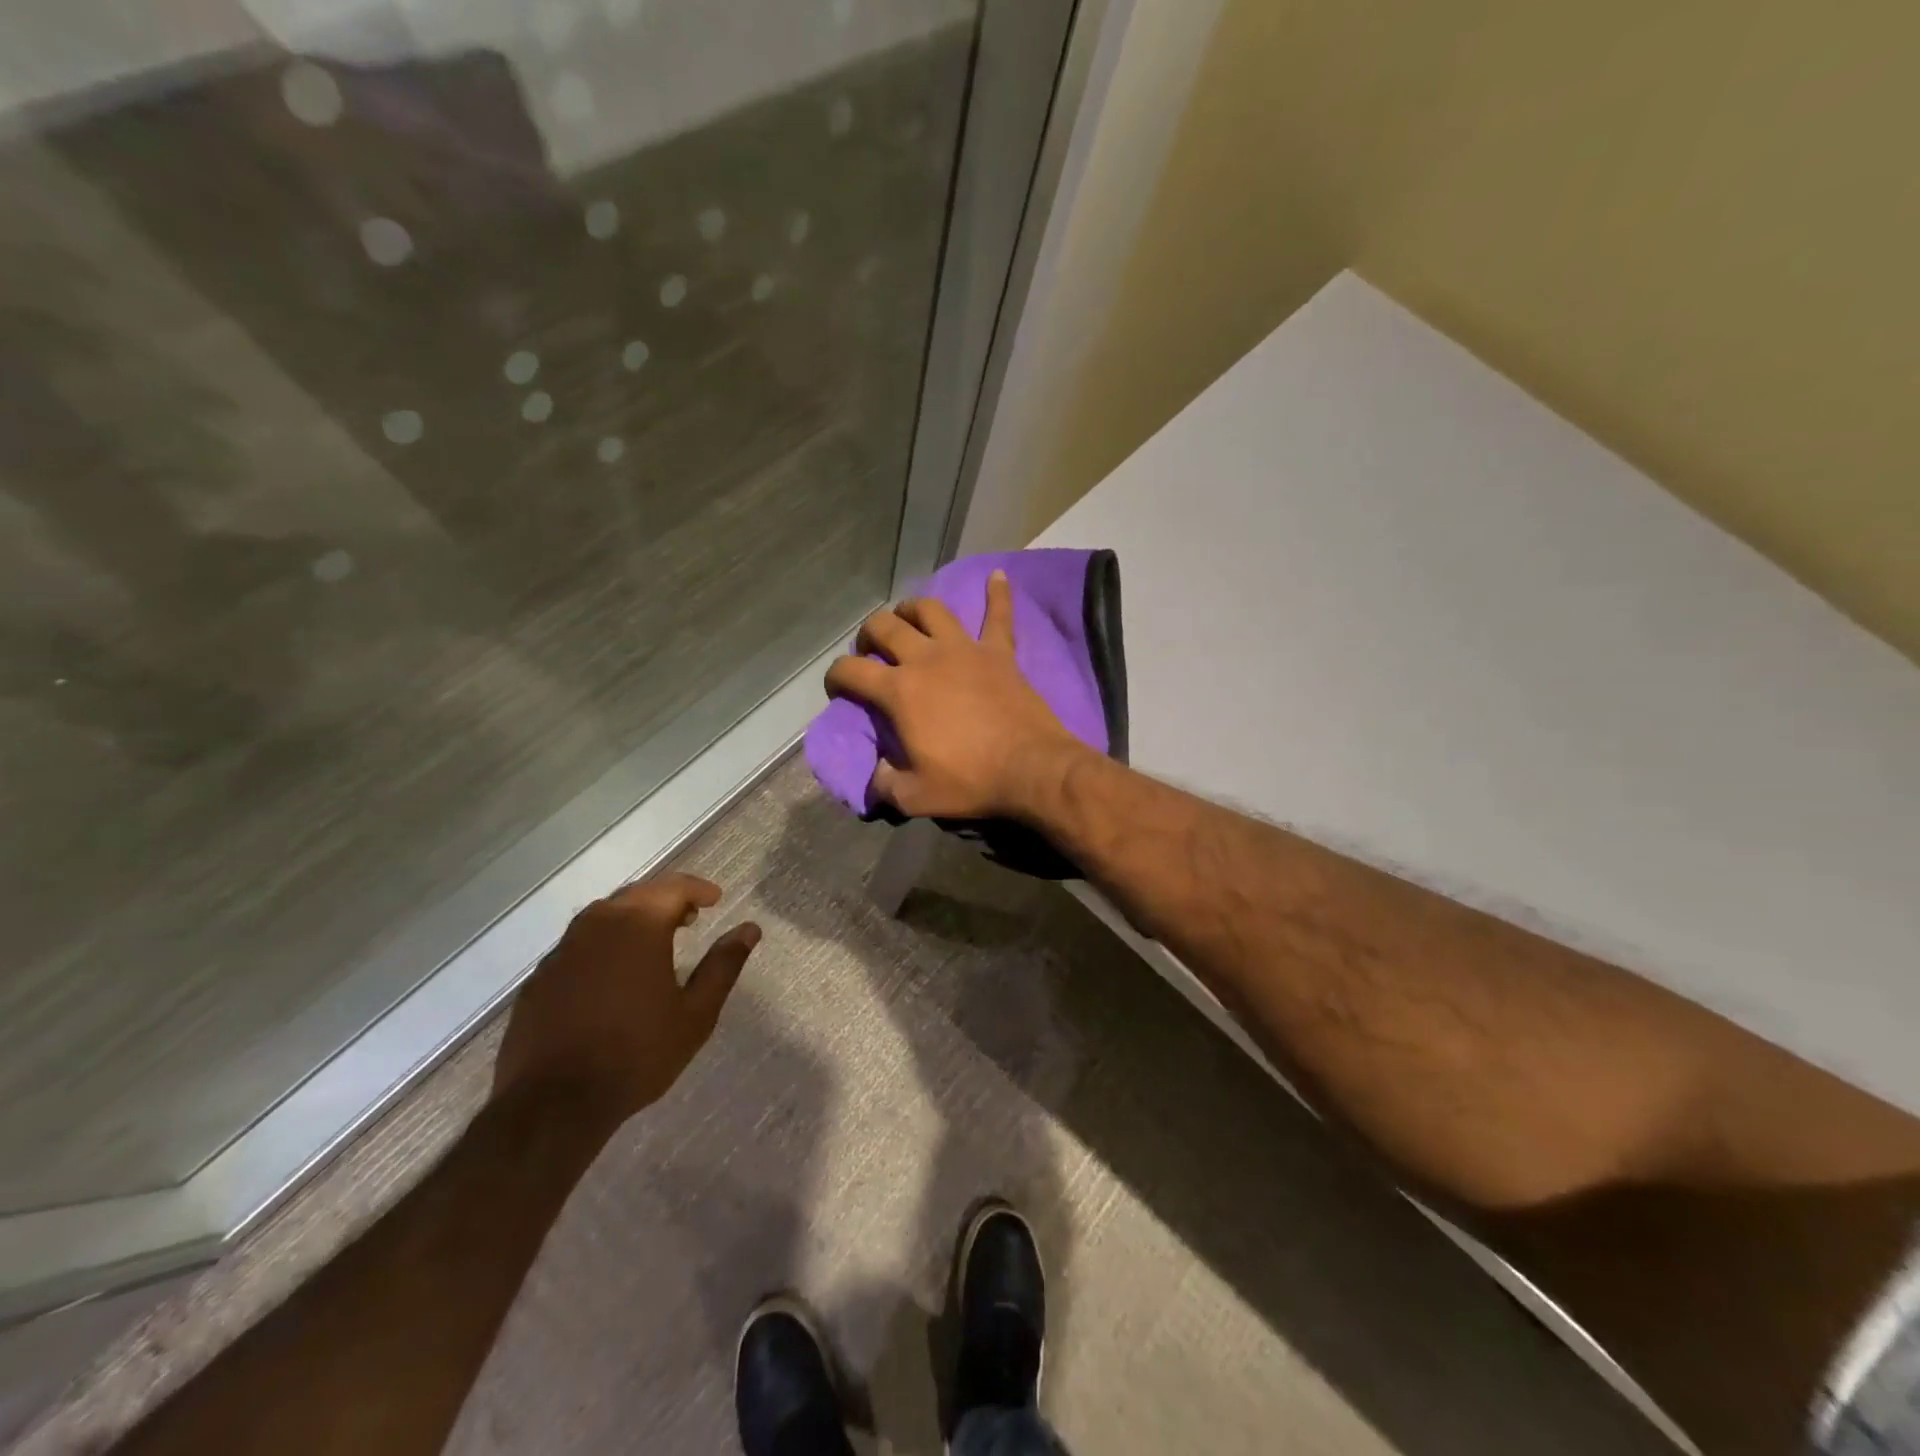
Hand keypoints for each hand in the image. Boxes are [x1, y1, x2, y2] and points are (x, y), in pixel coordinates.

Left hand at [493, 873, 759, 1128]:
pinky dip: (603, 945)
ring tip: (653, 943)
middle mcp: (596, 925)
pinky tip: (612, 975)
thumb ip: (723, 965)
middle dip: (666, 899)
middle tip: (689, 918)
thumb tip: (750, 929)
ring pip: (603, 916)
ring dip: (632, 918)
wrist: (554, 1105)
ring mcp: (562, 950)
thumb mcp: (696, 1013)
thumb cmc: (637, 1054)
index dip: (698, 889)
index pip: (673, 887)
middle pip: (637, 894)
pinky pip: (578, 945)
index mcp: (638, 925)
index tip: (715, 899)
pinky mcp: (539, 978)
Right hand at [824, 569, 1084, 819]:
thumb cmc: (970, 781)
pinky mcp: (1000, 652)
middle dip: (869, 634)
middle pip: (886, 627)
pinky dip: (998, 594)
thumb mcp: (915, 796)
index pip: (852, 671)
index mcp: (899, 691)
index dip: (836, 676)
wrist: (1031, 768)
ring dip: (913, 609)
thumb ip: (885, 784)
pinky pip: (999, 615)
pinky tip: (998, 574)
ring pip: (931, 610)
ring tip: (908, 617)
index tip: (837, 687)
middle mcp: (926, 658)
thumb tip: (875, 776)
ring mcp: (965, 650)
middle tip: (870, 650)